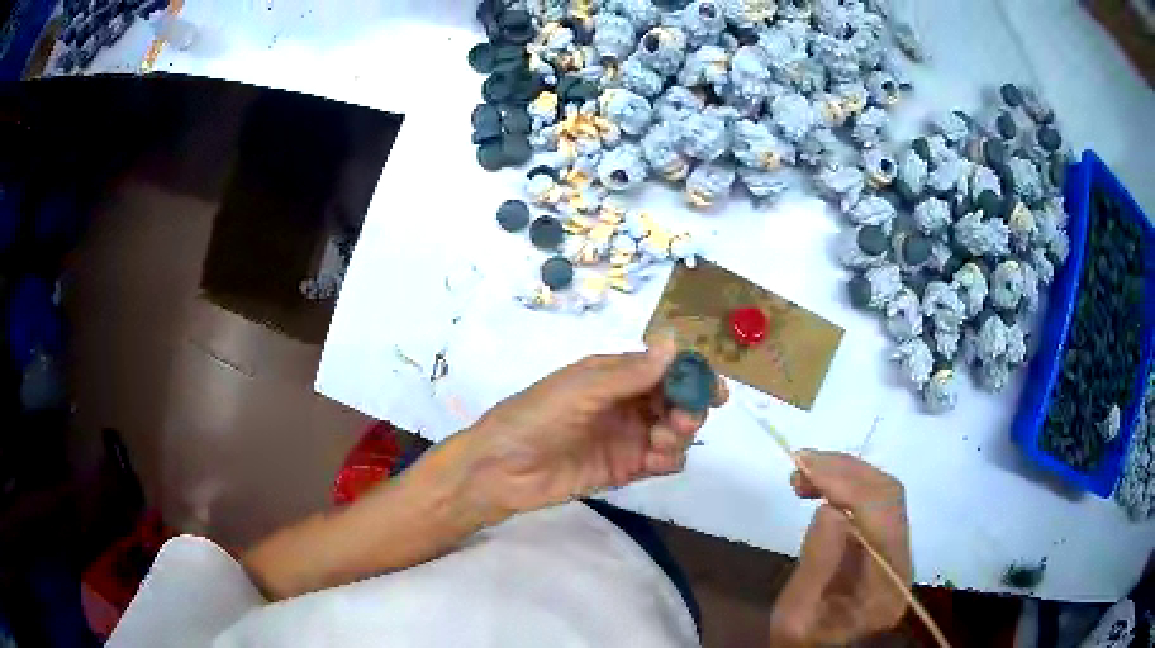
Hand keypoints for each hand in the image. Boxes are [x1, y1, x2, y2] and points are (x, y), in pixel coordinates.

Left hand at [459, 338, 727, 517]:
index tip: (715, 391)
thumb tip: (674, 342)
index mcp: (615, 375)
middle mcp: (627, 403)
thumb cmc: (536, 417)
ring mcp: (627, 437)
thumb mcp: (582, 389)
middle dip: (689, 409)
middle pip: (676, 402)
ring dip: (679, 436)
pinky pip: (661, 462)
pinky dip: (668, 460)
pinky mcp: (624, 469)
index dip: (692, 377)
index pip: (665, 370)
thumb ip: (631, 373)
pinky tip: (654, 461)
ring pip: (674, 432)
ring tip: (659, 444)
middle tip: (682, 422)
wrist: (502, 469)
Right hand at [770, 451, 911, 646]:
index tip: (807, 468)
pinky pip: (876, 503)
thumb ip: (816, 567)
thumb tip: (830, 508)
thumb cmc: (802, 642)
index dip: (848, 486)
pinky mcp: (888, 544)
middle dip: (846, 471)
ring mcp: (899, 551)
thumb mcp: (794, 617)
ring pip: (885, 493)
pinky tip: (822, 487)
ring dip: (846, 473)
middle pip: (889, 496)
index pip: (881, 519)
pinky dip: (849, 486)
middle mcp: (903, 562)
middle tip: (802, 464)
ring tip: (806, 472)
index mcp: (886, 587)